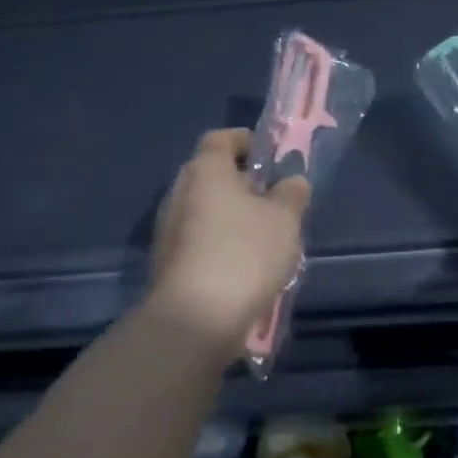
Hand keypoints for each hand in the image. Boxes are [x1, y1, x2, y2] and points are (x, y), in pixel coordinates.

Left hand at [148, 128, 311, 359]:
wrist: (195, 318)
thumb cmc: (244, 253)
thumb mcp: (284, 219)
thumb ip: (291, 194)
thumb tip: (291, 181)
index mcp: (205, 170)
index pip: (221, 139)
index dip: (245, 141)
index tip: (268, 155)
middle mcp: (179, 192)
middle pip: (211, 175)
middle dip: (241, 184)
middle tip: (272, 199)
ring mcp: (168, 229)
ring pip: (204, 211)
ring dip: (230, 218)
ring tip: (263, 239)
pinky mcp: (166, 263)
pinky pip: (198, 241)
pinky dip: (218, 245)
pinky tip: (243, 268)